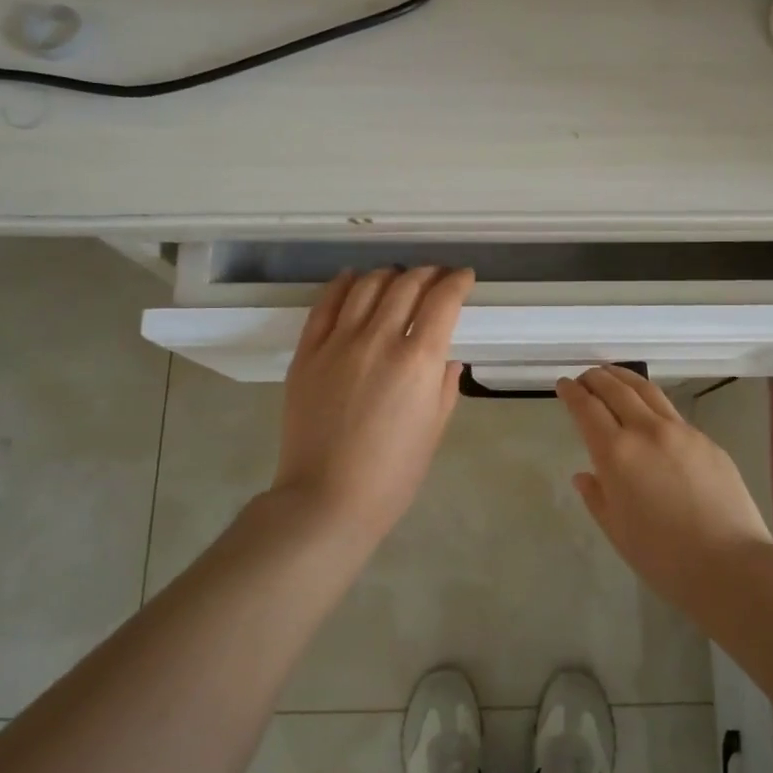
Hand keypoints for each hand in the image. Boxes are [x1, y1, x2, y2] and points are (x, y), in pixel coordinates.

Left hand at [272, 267, 474, 538]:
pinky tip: (352, 278)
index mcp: (418, 360)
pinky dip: (342, 284)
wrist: (326, 499)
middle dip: (427, 274)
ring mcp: (339, 343)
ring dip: (388, 275)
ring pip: (366, 286)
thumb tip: (445, 357)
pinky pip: (326, 305)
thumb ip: (444, 385)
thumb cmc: (393, 474)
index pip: (443, 300)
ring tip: (396, 277)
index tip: (464, 278)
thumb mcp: (435, 429)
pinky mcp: (308, 352)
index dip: (457, 281)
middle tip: (435, 277)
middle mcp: (379, 339)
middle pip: (406, 285)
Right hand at [556, 366, 772, 613]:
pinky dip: (652, 404)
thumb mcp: (617, 531)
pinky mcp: (707, 441)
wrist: (731, 565)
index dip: (572, 393)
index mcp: (616, 453)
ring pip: (647, 391)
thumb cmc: (664, 558)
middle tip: (585, 376)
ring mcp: (681, 432)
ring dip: (625, 379)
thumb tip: (585, 475)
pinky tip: (651, 414)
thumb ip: (597, 497)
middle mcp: (647, 431)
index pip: (587, 408)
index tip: (563, 384)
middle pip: (616, 389)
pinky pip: (672, 413)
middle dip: (596, 378)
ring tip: (613, 376)